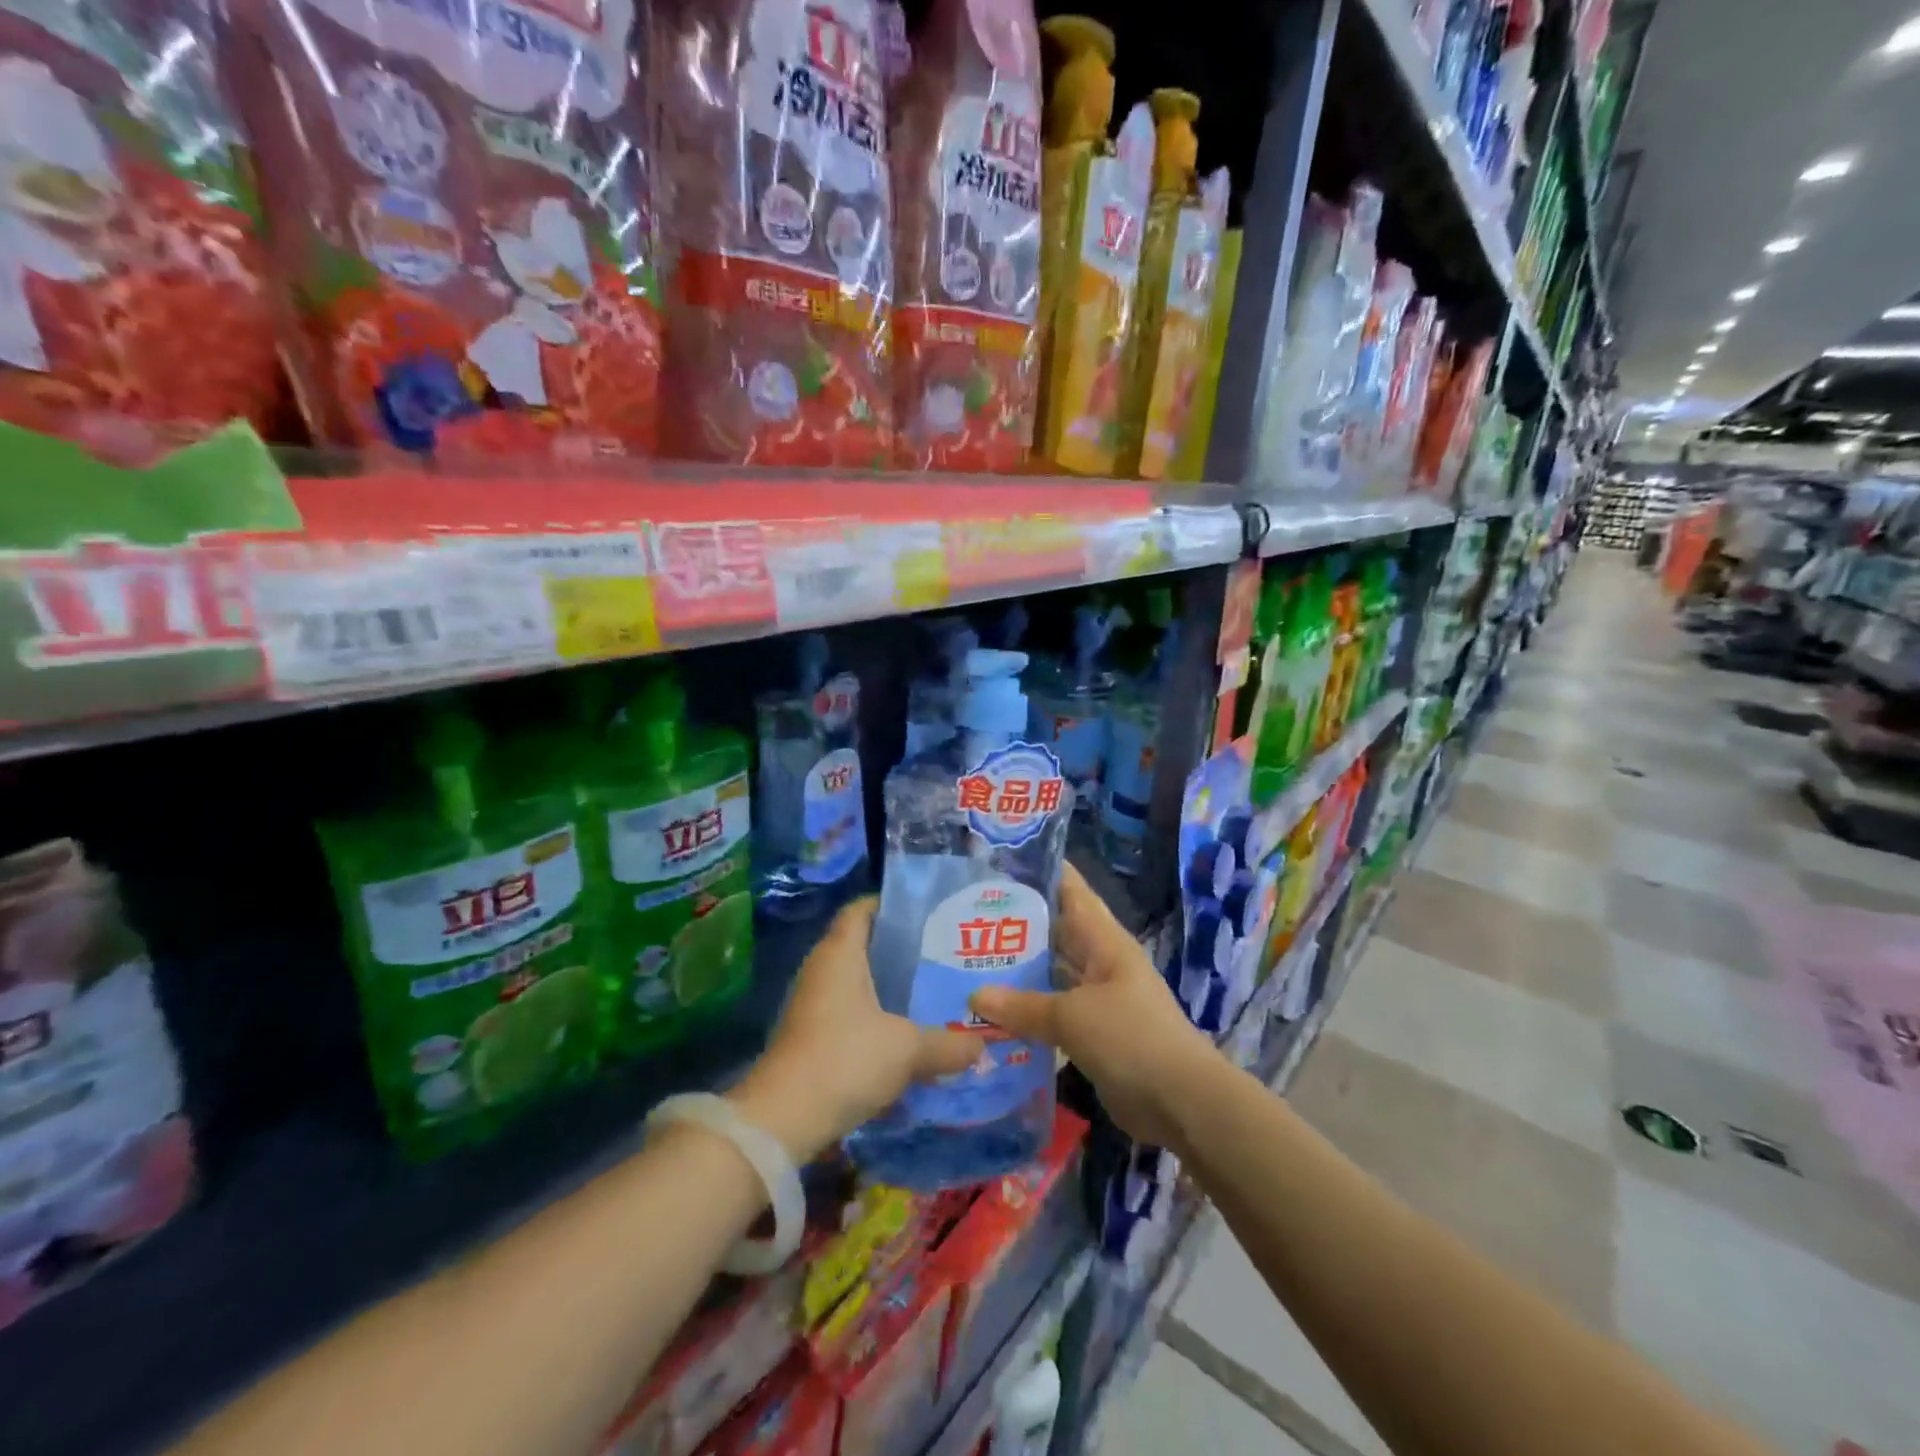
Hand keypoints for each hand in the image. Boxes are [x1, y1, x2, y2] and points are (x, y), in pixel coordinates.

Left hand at [732, 897, 981, 1160]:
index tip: (928, 913)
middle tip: (944, 953)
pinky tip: (906, 1032)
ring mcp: (813, 1003)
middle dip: (901, 949)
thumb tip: (981, 1047)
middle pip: (863, 944)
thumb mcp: (907, 1049)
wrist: (783, 1119)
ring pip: (858, 982)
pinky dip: (876, 1016)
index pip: (862, 908)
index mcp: (840, 953)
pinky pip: (850, 1012)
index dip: (892, 904)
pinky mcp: (811, 1035)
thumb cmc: (846, 1059)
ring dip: (889, 987)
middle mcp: (822, 969)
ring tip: (933, 991)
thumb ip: (948, 1044)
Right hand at [970, 864, 1219, 1151]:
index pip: (1071, 890)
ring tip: (968, 960)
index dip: (1041, 871)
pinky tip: (991, 1014)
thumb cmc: (1131, 1038)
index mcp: (1104, 941)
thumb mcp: (1073, 1017)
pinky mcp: (1092, 1035)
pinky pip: (1052, 1014)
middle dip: (1016, 924)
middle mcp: (1100, 962)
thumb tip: (974, 996)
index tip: (998, 860)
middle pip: (1055, 933)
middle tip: (964, 914)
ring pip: (1051, 975)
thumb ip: (1024, 1006)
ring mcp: (1097, 1000)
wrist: (1181, 1102)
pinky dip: (1026, 1013)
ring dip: (1018, 972)